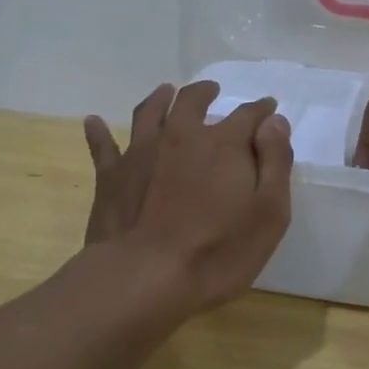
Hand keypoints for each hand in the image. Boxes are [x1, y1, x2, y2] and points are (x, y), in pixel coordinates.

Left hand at [83, 81, 293, 310]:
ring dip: (160, 98)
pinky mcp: (111, 176)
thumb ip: (275, 162)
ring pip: (150, 112)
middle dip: (206, 92)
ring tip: (166, 92)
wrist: (145, 277)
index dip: (261, 111)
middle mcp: (181, 136)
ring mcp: (141, 152)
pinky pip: (102, 145)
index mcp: (223, 144)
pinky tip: (93, 122)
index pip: (248, 116)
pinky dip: (98, 132)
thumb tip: (274, 122)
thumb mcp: (269, 213)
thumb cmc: (217, 251)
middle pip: (192, 101)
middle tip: (212, 91)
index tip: (268, 109)